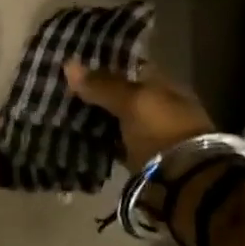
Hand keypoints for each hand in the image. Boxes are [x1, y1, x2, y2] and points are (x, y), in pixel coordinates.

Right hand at [64, 60, 214, 169]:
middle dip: (95, 95)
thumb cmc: (162, 130)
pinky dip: (97, 143)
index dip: (105, 65)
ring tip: (61, 114)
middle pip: (121, 97)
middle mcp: (159, 109)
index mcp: (165, 87)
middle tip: (61, 91)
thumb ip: (103, 85)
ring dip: (94, 120)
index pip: (131, 69)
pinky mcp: (139, 161)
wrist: (183, 181)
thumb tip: (68, 64)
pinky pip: (113, 146)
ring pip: (115, 122)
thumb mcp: (133, 101)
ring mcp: (150, 136)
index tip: (75, 66)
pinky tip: (75, 140)